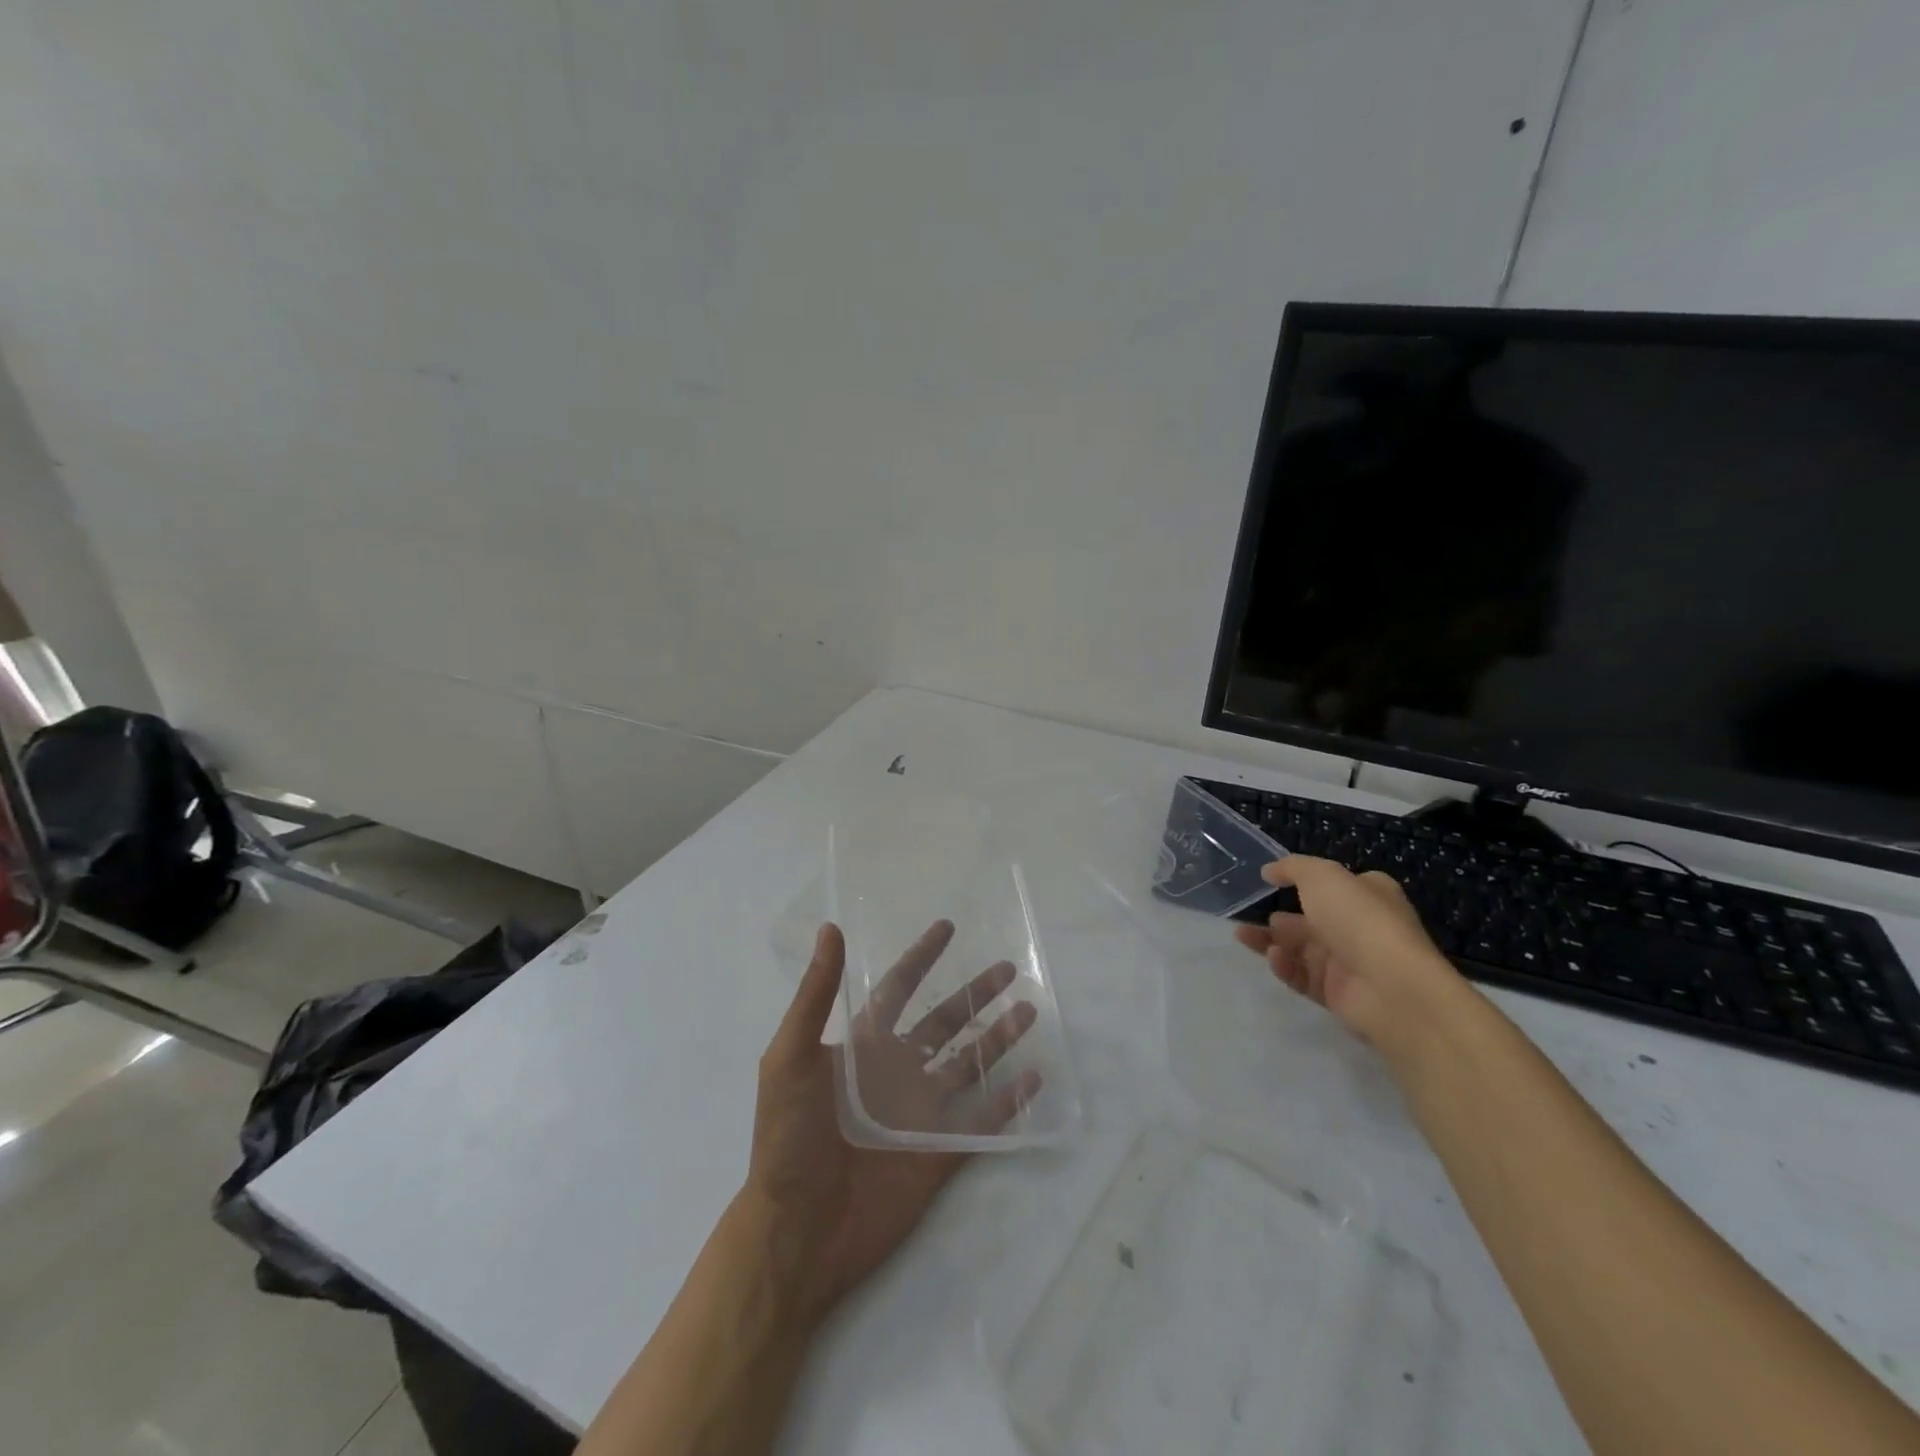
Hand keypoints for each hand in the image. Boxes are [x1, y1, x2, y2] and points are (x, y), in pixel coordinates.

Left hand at [744, 921, 1041, 1325]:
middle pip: (944, 1022)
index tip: (947, 927)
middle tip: (1009, 969)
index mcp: (863, 1047)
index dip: (921, 957)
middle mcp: (896, 1072)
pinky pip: (983, 1121)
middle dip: (974, 994)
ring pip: (969, 1065)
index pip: (899, 989)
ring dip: (998, 1038)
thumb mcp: (790, 1057)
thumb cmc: (787, 1139)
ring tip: (1029, 1011)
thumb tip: (830, 928)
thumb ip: (815, 996)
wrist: (797, 1232)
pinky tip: (1033, 1078)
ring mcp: (920, 1113)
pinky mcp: (940, 1153)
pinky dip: (1009, 1101)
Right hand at [1233, 856, 1469, 1056]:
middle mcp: (1360, 927)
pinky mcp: (1337, 993)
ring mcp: (1349, 962)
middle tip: (1250, 915)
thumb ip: (1292, 868)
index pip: (1335, 885)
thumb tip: (1270, 871)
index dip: (1306, 882)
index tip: (1271, 882)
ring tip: (1244, 936)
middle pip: (1311, 920)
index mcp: (1368, 895)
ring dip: (1271, 941)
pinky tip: (1274, 958)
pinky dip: (1285, 966)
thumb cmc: (1359, 919)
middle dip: (1280, 918)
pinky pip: (1303, 976)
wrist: (1390, 987)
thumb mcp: (1322, 876)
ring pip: (1301, 949)